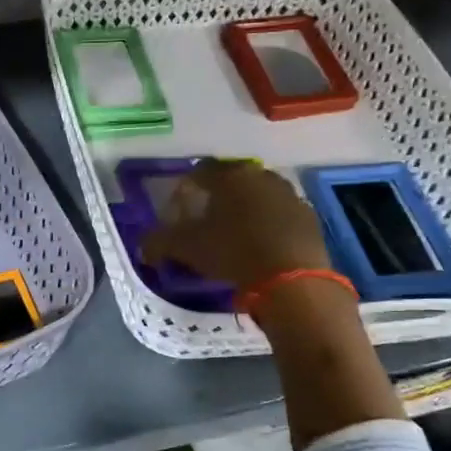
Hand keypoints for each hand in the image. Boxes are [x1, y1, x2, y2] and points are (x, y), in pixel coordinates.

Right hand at [140, 159, 331, 290]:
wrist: (291, 278)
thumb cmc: (232, 252)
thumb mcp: (186, 248)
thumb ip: (159, 242)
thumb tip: (143, 247)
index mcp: (228, 176)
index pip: (200, 171)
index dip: (186, 188)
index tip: (180, 207)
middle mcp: (260, 176)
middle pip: (232, 180)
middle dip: (218, 196)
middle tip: (206, 219)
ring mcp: (289, 194)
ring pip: (258, 195)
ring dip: (245, 208)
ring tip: (234, 233)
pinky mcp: (308, 217)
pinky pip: (280, 214)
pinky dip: (268, 223)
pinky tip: (261, 244)